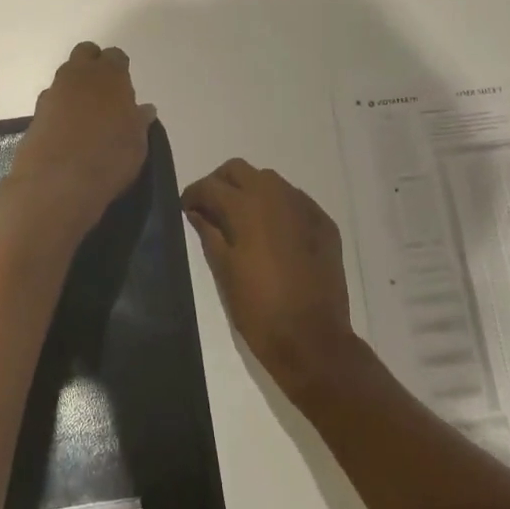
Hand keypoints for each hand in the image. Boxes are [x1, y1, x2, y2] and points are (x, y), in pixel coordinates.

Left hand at [6, 43, 156, 237]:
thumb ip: (139, 121)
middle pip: (85, 53)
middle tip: (104, 91)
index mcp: (109, 75)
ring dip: (75, 88)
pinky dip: (60, 109)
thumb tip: (144, 110)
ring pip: (65, 76)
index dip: (120, 69)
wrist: (57, 182)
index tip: (125, 87)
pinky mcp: (35, 113)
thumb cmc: (109, 157)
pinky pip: (52, 102)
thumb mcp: (137, 143)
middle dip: (93, 65)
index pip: (116, 56)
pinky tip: (68, 131)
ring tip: (86, 115)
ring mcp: (53, 92)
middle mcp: (79, 75)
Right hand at [181, 160, 359, 400]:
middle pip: (239, 169)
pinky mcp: (323, 223)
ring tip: (241, 220)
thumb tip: (196, 212)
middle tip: (211, 209)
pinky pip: (294, 200)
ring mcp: (304, 207)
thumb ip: (208, 233)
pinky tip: (272, 233)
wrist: (312, 338)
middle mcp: (276, 196)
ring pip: (270, 180)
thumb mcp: (224, 271)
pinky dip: (277, 206)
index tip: (186, 209)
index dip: (193, 195)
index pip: (210, 185)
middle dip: (220, 183)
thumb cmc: (259, 308)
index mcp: (246, 207)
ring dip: (250, 191)